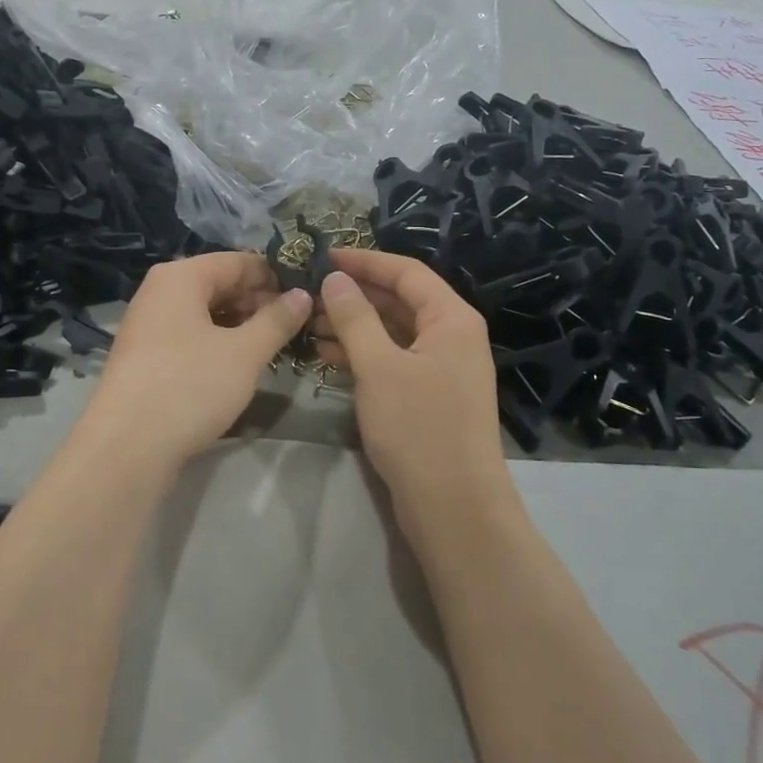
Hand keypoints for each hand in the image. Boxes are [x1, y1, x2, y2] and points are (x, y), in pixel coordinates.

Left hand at [75, 253, 311, 472]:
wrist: (127, 447)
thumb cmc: (190, 386)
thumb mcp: (245, 353)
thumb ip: (277, 320)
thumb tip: (303, 295)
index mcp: (180, 277)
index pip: (238, 261)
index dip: (275, 275)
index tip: (308, 295)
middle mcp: (159, 292)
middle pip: (219, 284)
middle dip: (258, 301)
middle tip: (296, 324)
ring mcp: (148, 325)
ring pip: (205, 312)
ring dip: (240, 324)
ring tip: (274, 345)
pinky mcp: (146, 356)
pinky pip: (190, 335)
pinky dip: (218, 342)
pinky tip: (241, 363)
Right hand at [315, 249, 510, 525]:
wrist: (453, 506)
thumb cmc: (418, 428)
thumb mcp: (379, 367)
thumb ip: (355, 318)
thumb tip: (335, 279)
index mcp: (451, 319)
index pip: (406, 272)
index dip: (365, 261)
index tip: (324, 256)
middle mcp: (452, 336)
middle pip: (401, 301)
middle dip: (356, 295)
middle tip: (309, 291)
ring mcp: (442, 368)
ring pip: (394, 333)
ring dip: (354, 326)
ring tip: (309, 323)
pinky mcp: (429, 396)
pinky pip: (393, 361)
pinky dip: (363, 355)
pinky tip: (327, 355)